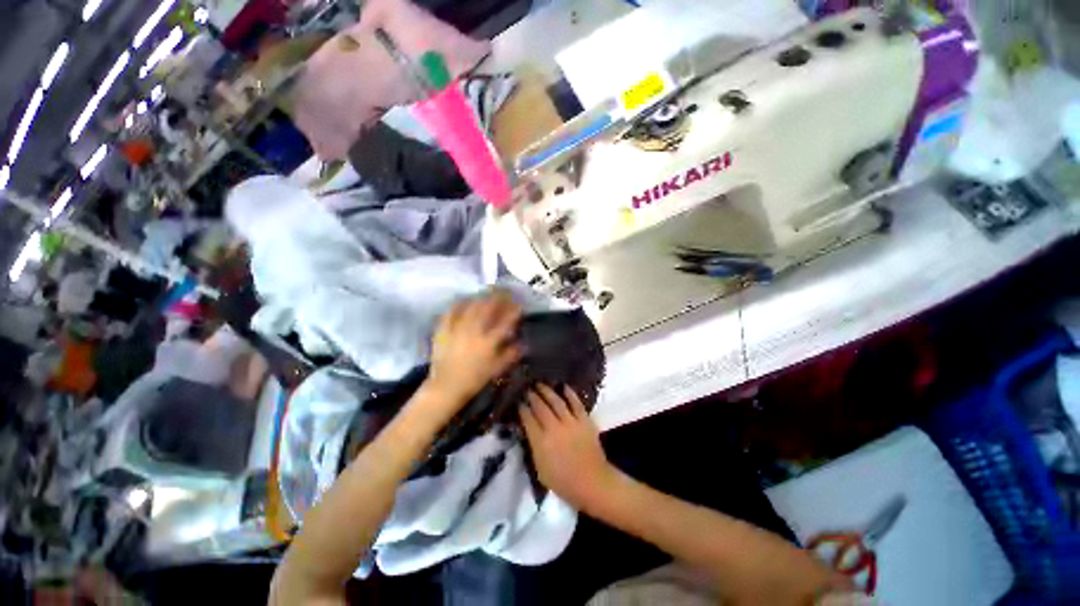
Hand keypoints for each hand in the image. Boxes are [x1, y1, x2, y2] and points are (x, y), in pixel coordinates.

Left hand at [426, 290, 522, 406]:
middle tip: (503, 292)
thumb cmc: (474, 379)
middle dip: (498, 297)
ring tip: (486, 293)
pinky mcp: (444, 330)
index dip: (513, 311)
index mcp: (489, 342)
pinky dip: (459, 304)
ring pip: (471, 307)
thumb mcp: (496, 369)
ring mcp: (457, 329)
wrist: (446, 387)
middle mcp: (474, 331)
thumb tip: (523, 343)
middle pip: (488, 308)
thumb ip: (511, 354)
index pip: (505, 322)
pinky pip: (451, 312)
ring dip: (481, 298)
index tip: (518, 305)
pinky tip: (463, 301)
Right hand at [521, 384, 615, 509]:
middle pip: (540, 407)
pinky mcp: (584, 420)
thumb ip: (533, 447)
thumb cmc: (563, 482)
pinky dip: (570, 393)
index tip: (518, 402)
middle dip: (532, 396)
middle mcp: (554, 428)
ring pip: (556, 401)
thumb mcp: (540, 470)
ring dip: (547, 391)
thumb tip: (527, 430)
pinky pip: (576, 403)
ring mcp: (570, 422)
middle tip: (527, 389)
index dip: (522, 409)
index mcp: (541, 442)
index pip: (528, 419)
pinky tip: (564, 386)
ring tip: (540, 384)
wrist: (592, 483)